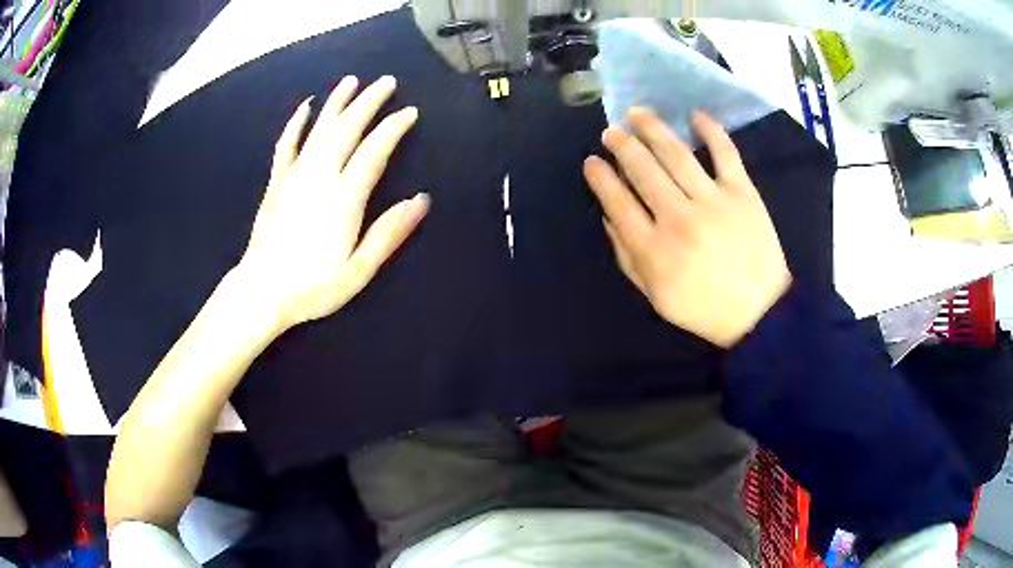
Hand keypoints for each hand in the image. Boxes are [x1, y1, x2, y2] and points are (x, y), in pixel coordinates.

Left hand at [235, 75, 429, 331]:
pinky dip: (297, 122)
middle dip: (369, 101)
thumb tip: (421, 200)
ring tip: (352, 81)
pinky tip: (306, 107)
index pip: (374, 150)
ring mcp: (295, 175)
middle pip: (347, 128)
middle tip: (386, 81)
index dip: (393, 127)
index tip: (410, 111)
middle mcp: (320, 176)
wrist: (262, 291)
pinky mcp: (277, 182)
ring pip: (320, 128)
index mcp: (344, 197)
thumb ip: (388, 232)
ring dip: (338, 102)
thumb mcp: (358, 269)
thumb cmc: (313, 286)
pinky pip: (287, 144)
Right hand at [584, 108, 790, 348]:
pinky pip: (725, 153)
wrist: (759, 313)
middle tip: (611, 132)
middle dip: (622, 146)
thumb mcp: (655, 296)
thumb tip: (608, 216)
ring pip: (676, 154)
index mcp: (654, 250)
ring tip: (637, 114)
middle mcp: (679, 219)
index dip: (600, 178)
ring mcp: (713, 202)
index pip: (618, 202)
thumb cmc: (704, 308)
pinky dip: (711, 131)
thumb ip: (627, 257)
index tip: (591, 162)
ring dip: (652, 129)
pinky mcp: (742, 193)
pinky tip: (695, 115)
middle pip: (643, 171)